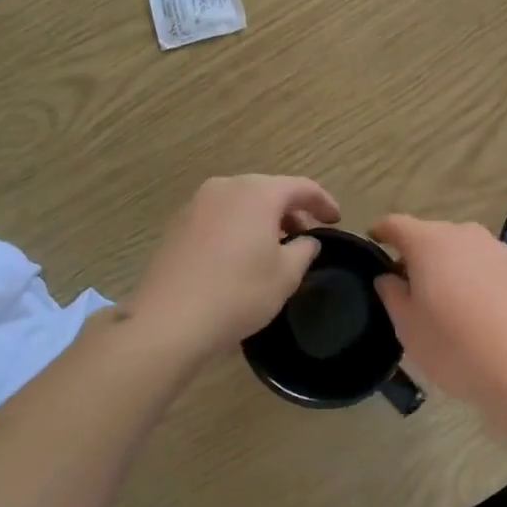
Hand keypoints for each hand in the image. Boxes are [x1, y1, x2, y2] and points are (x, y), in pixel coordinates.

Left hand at [132, 175, 340, 364]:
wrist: (169, 319)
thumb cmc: (238, 292)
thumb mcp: (286, 275)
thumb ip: (304, 250)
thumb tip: (307, 240)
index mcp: (257, 192)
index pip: (301, 187)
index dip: (323, 202)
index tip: (336, 220)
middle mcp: (226, 187)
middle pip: (268, 191)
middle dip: (290, 211)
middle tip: (305, 236)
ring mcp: (197, 204)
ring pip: (241, 203)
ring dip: (262, 219)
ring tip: (274, 248)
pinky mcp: (177, 225)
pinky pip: (219, 217)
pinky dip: (237, 228)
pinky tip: (240, 256)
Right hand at [370, 214, 506, 406]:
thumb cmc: (456, 347)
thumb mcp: (408, 328)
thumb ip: (391, 294)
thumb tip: (388, 277)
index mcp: (429, 242)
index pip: (395, 224)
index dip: (381, 232)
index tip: (374, 242)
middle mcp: (464, 234)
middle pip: (431, 235)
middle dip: (416, 254)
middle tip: (408, 286)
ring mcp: (498, 249)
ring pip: (462, 250)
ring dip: (449, 266)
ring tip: (446, 301)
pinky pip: (487, 265)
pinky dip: (476, 278)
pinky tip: (479, 311)